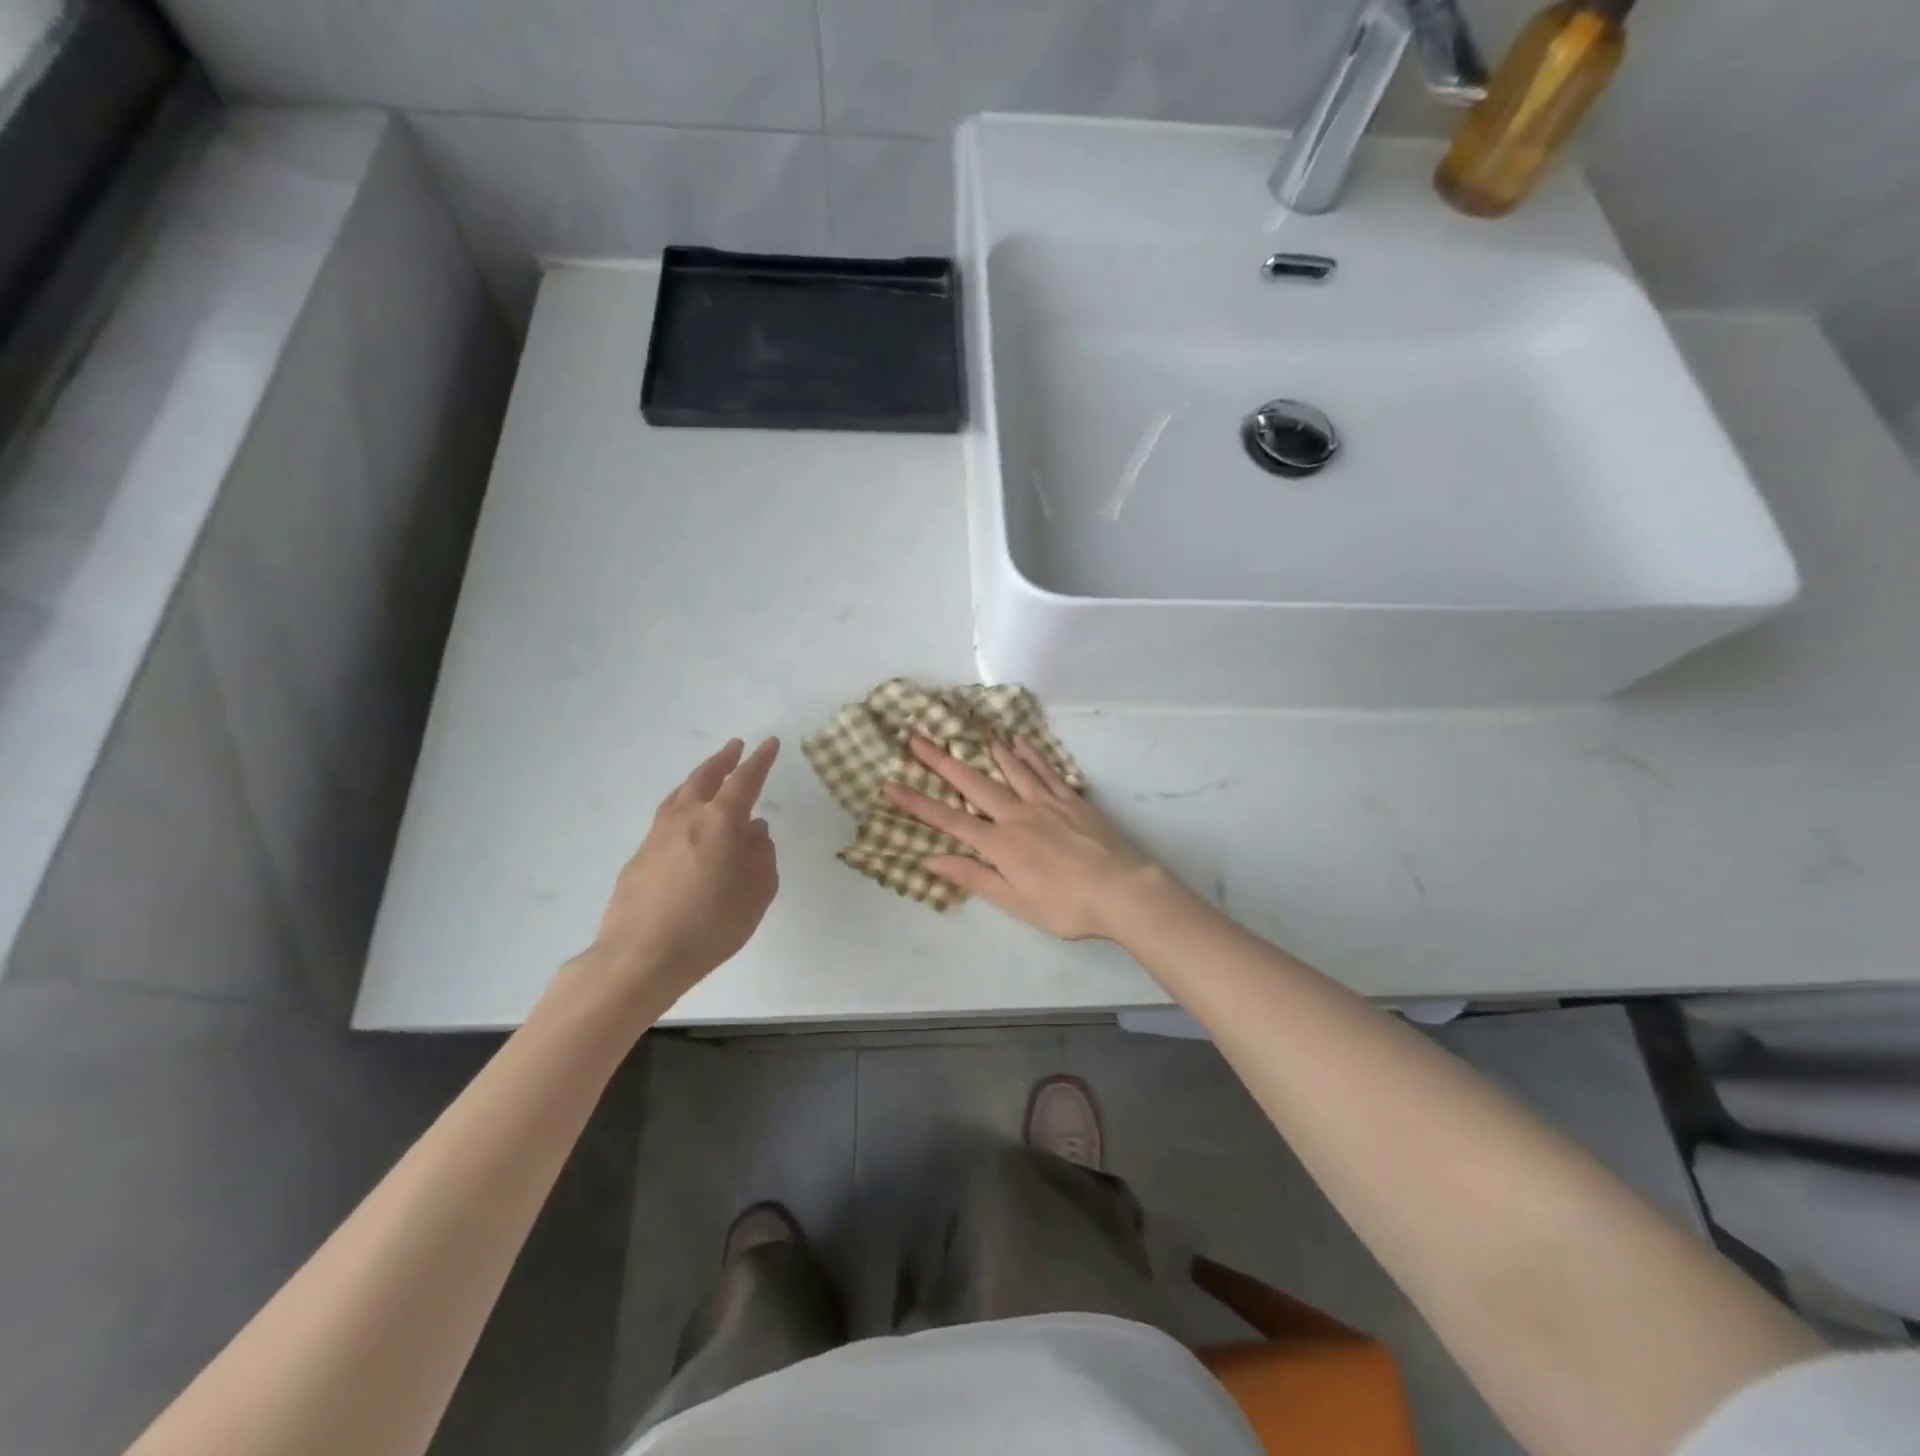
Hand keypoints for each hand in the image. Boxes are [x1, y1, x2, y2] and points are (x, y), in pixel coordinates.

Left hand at [587, 737, 780, 1010]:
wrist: (640, 957)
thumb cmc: (710, 925)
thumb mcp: (757, 893)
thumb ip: (762, 857)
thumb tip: (755, 832)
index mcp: (719, 822)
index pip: (745, 781)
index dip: (760, 761)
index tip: (770, 743)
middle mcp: (686, 818)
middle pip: (705, 778)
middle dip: (723, 760)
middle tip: (735, 747)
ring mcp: (656, 836)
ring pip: (680, 795)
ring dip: (698, 780)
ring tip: (709, 777)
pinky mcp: (638, 858)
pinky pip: (665, 820)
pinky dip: (681, 810)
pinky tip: (686, 826)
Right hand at [882, 734, 1163, 940]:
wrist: (1124, 890)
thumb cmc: (1066, 906)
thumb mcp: (1015, 902)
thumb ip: (974, 877)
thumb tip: (932, 859)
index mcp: (1000, 844)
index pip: (949, 821)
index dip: (917, 804)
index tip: (889, 785)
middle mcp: (1018, 814)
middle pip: (974, 783)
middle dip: (942, 761)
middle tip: (918, 737)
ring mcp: (1046, 802)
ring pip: (1010, 768)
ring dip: (984, 747)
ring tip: (966, 727)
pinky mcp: (1071, 799)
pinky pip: (1045, 770)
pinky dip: (1029, 753)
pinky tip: (1019, 740)